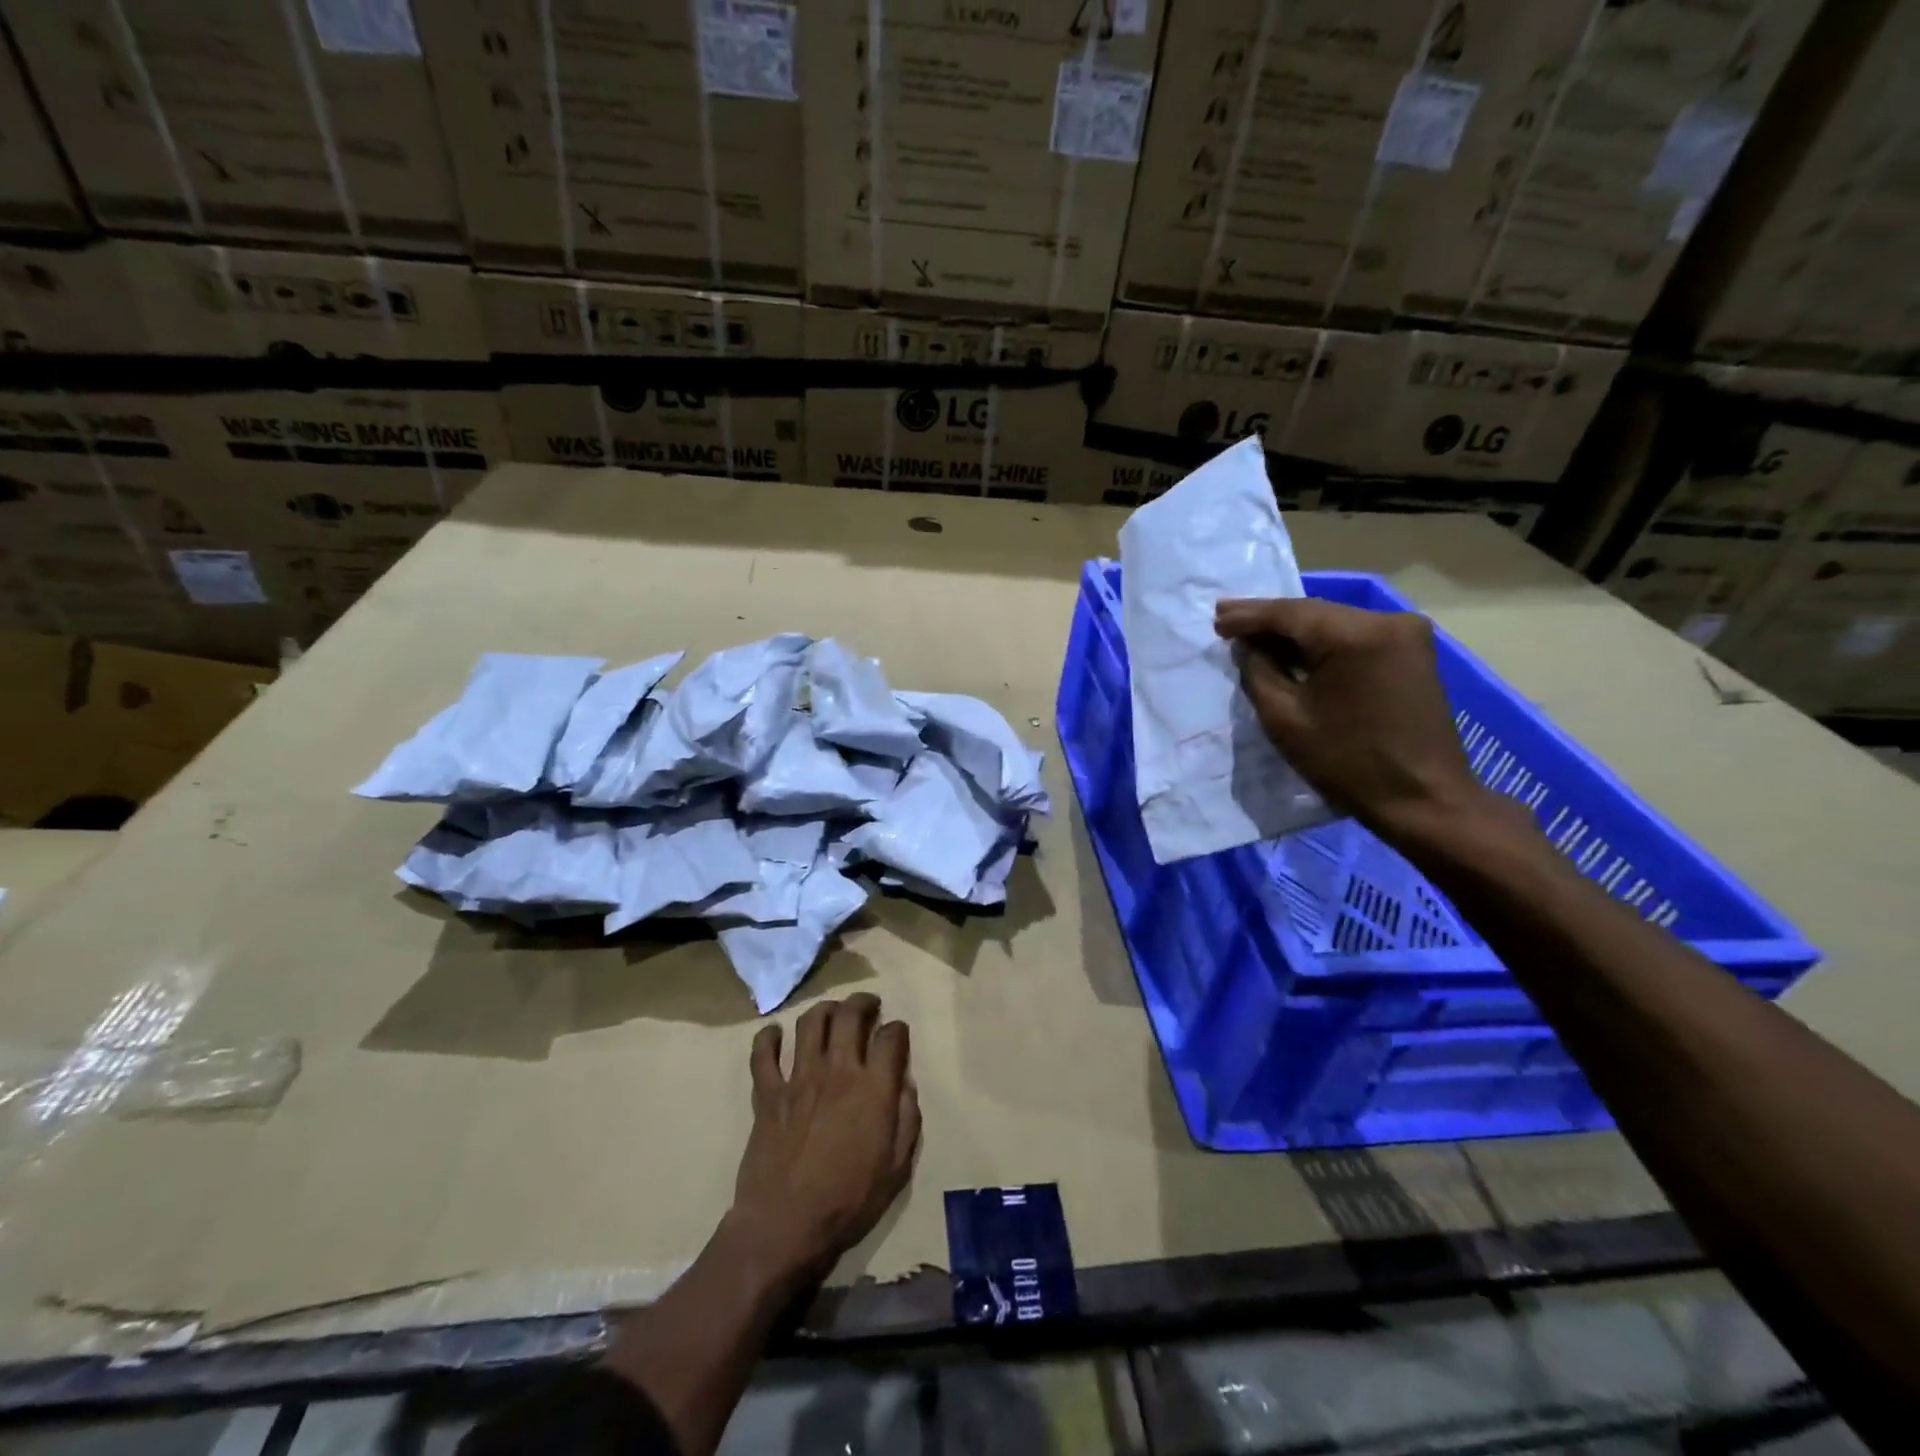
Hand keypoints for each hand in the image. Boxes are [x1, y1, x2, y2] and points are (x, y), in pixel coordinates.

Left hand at [728, 993, 919, 1283]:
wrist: (786, 1225)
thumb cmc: (849, 1201)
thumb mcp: (897, 1168)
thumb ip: (907, 1119)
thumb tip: (905, 1084)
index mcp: (873, 1088)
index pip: (891, 1037)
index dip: (898, 1029)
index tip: (898, 1034)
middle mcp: (838, 1070)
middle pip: (850, 1015)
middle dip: (863, 1002)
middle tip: (868, 1005)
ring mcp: (799, 1078)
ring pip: (811, 1022)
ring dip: (825, 1009)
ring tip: (832, 1012)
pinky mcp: (768, 1093)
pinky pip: (763, 1054)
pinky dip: (768, 1038)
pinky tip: (775, 1034)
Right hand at [1215, 597, 1490, 843]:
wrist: (1424, 799)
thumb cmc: (1348, 763)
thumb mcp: (1285, 719)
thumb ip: (1259, 671)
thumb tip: (1248, 645)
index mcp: (1355, 635)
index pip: (1289, 613)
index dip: (1248, 615)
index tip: (1215, 619)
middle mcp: (1386, 620)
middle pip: (1313, 612)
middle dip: (1269, 618)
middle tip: (1226, 618)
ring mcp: (1405, 633)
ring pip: (1333, 622)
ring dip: (1294, 629)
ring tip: (1252, 632)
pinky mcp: (1412, 651)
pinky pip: (1354, 635)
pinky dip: (1321, 641)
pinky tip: (1293, 646)